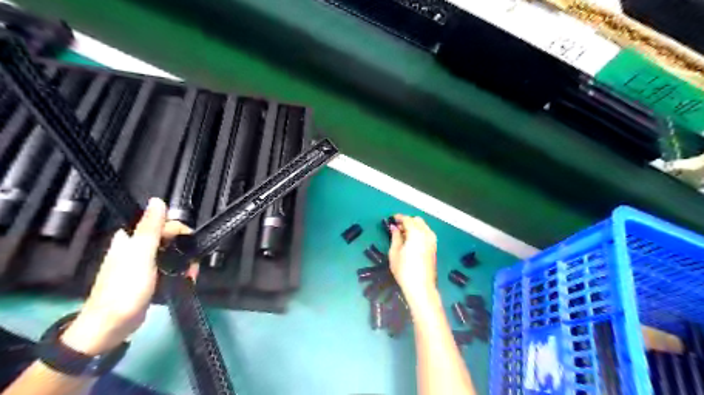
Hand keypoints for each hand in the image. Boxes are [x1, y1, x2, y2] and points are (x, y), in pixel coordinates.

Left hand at [58, 198, 190, 354]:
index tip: (189, 244)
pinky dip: (181, 272)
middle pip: (169, 239)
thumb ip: (150, 228)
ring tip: (191, 274)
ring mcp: (144, 265)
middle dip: (185, 249)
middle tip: (191, 263)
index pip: (162, 224)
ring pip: (172, 254)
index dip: (178, 231)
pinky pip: (171, 268)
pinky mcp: (150, 278)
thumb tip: (157, 200)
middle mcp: (137, 248)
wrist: (111, 327)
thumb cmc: (125, 290)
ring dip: (185, 262)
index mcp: (131, 239)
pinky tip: (187, 279)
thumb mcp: (140, 255)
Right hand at [387, 215, 438, 300]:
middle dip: (408, 221)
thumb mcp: (394, 253)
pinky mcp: (434, 247)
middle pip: (417, 220)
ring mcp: (432, 240)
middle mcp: (426, 234)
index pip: (407, 219)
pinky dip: (419, 232)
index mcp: (416, 233)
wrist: (421, 287)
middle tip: (397, 227)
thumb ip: (395, 237)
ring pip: (423, 226)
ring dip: (414, 226)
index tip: (392, 218)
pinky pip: (427, 233)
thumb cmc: (404, 270)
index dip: (399, 217)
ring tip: (403, 234)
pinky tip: (412, 240)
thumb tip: (394, 227)